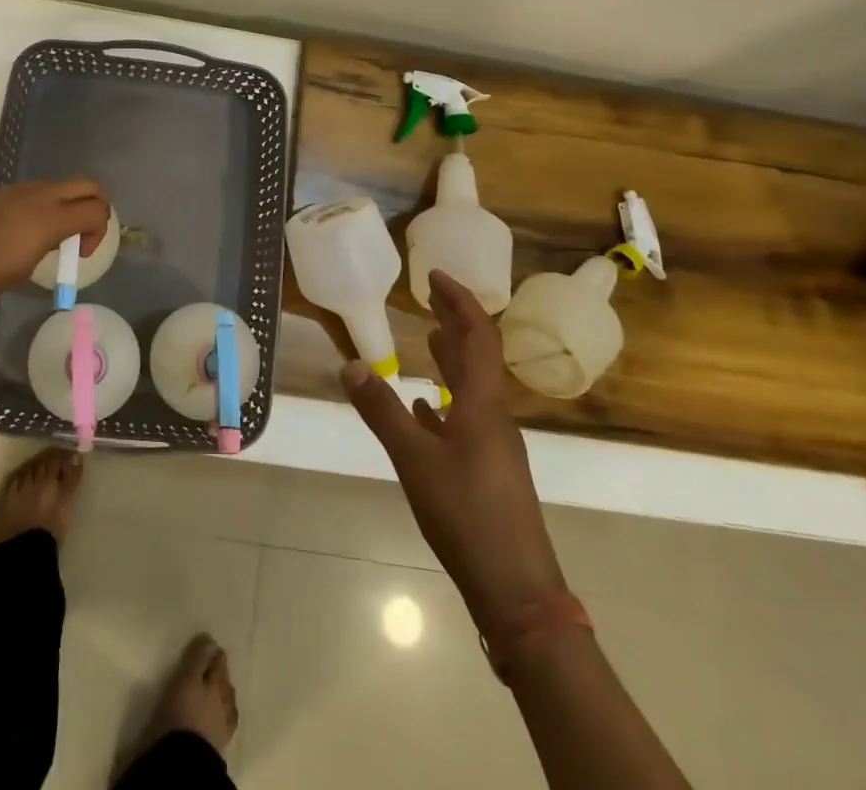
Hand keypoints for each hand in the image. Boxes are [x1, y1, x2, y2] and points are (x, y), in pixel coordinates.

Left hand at [0, 179, 111, 298]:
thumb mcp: (33, 265)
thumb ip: (55, 243)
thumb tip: (58, 240)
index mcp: (54, 216)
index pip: (98, 209)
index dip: (100, 231)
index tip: (81, 253)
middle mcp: (43, 195)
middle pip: (88, 186)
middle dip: (96, 205)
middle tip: (85, 230)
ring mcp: (23, 189)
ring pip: (63, 186)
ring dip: (70, 204)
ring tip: (54, 234)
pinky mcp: (6, 191)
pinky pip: (39, 191)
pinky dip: (47, 204)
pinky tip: (30, 228)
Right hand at [342, 270, 565, 635]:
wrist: (516, 589)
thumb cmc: (467, 514)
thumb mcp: (414, 459)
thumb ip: (381, 410)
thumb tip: (349, 363)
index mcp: (482, 404)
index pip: (478, 335)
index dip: (460, 301)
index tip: (435, 275)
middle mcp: (493, 415)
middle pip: (478, 355)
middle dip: (456, 321)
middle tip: (429, 295)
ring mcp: (493, 444)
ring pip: (472, 386)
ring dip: (452, 357)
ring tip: (428, 338)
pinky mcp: (488, 469)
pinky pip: (466, 417)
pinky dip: (446, 399)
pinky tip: (424, 406)